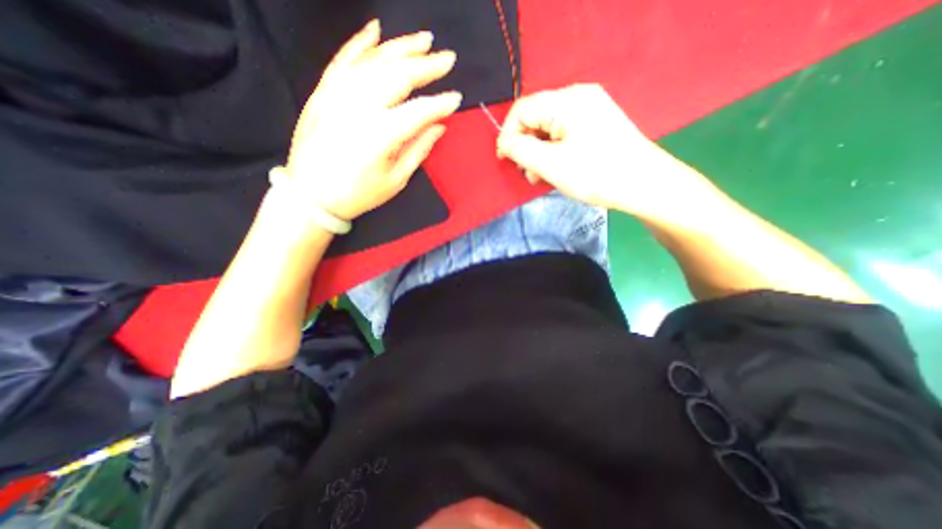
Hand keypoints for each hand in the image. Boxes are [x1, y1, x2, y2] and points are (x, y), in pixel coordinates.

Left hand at [284, 20, 464, 221]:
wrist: (310, 195)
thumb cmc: (358, 194)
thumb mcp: (395, 181)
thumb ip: (418, 150)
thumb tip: (438, 127)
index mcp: (380, 135)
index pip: (418, 111)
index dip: (440, 103)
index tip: (457, 98)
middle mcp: (359, 107)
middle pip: (398, 76)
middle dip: (426, 65)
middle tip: (448, 59)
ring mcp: (337, 95)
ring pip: (373, 61)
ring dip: (401, 47)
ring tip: (424, 40)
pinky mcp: (322, 92)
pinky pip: (342, 60)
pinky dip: (360, 43)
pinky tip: (376, 30)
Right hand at [496, 82, 702, 217]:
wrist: (644, 184)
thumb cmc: (596, 174)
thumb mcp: (551, 164)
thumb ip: (521, 150)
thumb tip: (504, 143)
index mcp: (567, 101)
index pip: (522, 109)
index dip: (508, 134)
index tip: (504, 160)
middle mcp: (578, 97)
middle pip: (535, 118)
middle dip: (526, 146)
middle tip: (528, 173)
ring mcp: (589, 110)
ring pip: (548, 128)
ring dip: (539, 152)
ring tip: (541, 176)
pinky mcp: (595, 124)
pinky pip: (563, 134)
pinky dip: (553, 152)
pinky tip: (555, 169)